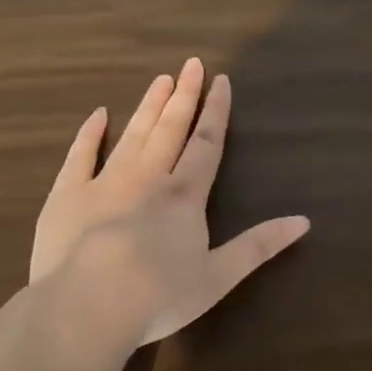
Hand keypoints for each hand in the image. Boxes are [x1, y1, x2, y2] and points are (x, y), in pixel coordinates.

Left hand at [32, 58, 309, 345]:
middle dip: (184, 96)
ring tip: (160, 80)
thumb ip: (259, 246)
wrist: (88, 306)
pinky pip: (80, 156)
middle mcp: (148, 178)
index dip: (216, 112)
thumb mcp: (219, 277)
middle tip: (191, 64)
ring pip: (132, 135)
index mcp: (184, 196)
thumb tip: (304, 221)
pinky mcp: (67, 195)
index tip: (221, 81)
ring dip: (148, 106)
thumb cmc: (159, 295)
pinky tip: (99, 115)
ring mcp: (104, 183)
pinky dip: (90, 134)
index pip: (206, 144)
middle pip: (170, 129)